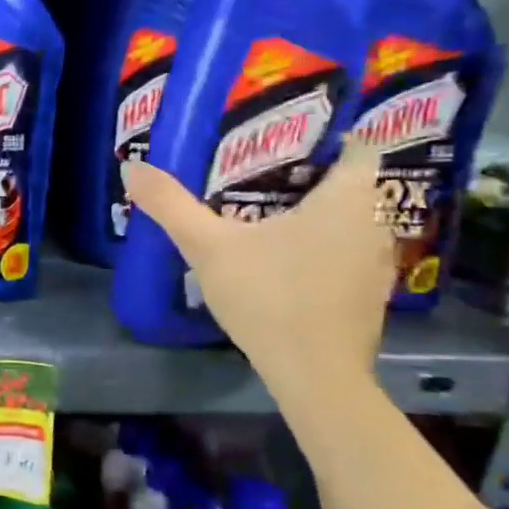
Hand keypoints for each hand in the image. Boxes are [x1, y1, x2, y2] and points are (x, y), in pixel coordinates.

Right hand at [124, 141, 392, 393]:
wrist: (314, 375)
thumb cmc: (269, 296)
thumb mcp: (208, 247)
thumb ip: (170, 205)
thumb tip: (131, 167)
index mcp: (350, 197)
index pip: (357, 142)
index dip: (323, 133)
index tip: (280, 136)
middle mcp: (376, 222)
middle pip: (347, 182)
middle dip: (305, 174)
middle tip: (253, 172)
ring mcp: (376, 263)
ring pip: (346, 221)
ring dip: (313, 214)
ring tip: (262, 213)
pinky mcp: (367, 295)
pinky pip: (343, 253)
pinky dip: (317, 248)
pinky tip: (281, 262)